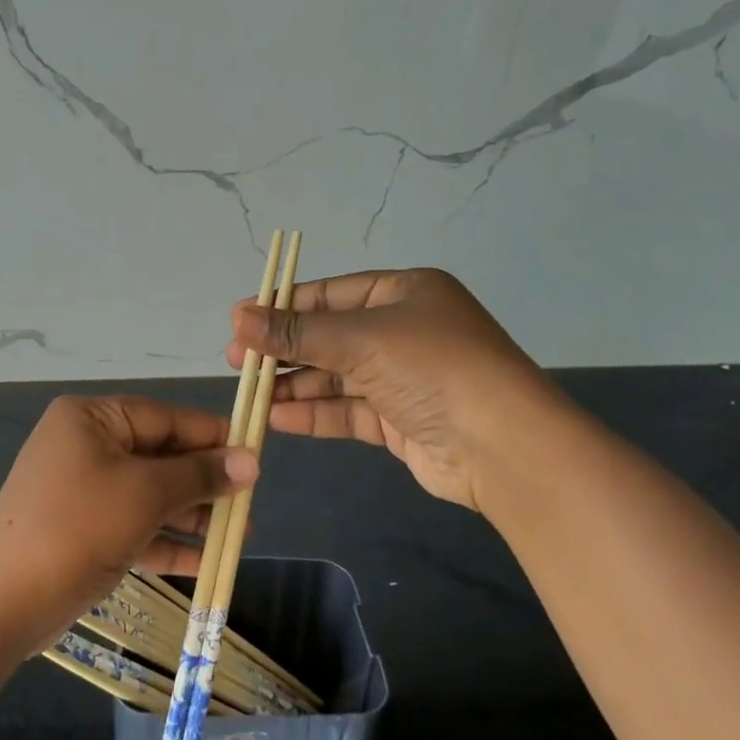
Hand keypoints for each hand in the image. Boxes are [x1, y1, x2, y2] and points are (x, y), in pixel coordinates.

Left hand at [0, 396, 258, 653]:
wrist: (3, 602)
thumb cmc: (78, 527)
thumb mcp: (145, 494)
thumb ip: (199, 474)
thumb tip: (250, 461)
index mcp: (92, 419)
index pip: (165, 418)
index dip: (212, 435)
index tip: (256, 454)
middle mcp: (85, 446)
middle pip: (159, 456)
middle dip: (205, 482)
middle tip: (250, 502)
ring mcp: (81, 490)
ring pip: (149, 494)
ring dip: (192, 515)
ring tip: (240, 535)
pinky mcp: (82, 530)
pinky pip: (133, 526)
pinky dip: (166, 541)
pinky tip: (206, 561)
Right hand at [229, 267, 558, 510]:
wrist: (502, 446)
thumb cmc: (432, 368)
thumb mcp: (361, 339)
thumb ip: (297, 332)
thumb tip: (237, 317)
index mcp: (404, 293)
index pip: (330, 294)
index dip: (283, 307)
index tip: (239, 322)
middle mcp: (404, 330)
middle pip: (329, 336)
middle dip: (284, 350)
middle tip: (238, 363)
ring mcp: (403, 378)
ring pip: (335, 376)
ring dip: (294, 385)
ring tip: (251, 396)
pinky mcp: (400, 421)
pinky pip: (348, 410)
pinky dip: (314, 413)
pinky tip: (278, 418)